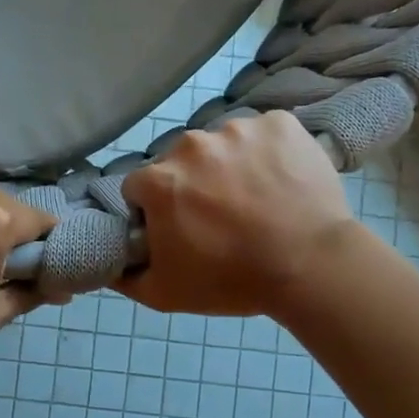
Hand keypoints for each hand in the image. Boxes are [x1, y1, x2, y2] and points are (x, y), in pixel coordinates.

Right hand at [119, 113, 358, 316]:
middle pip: (180, 162)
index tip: (177, 228)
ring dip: (230, 166)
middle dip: (192, 184)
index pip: (139, 188)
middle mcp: (192, 144)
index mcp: (159, 180)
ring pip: (223, 145)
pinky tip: (282, 181)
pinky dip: (268, 152)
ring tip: (257, 200)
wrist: (311, 266)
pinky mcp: (280, 123)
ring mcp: (238, 129)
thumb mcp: (164, 294)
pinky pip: (264, 133)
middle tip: (220, 218)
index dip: (154, 210)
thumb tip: (107, 264)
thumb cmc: (232, 281)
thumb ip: (125, 277)